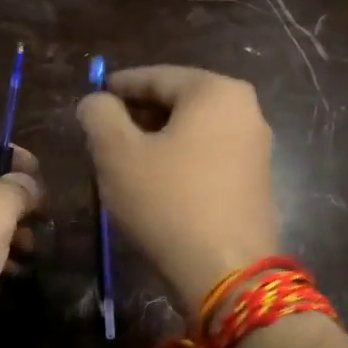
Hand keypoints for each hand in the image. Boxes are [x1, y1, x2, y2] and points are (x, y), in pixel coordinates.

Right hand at [78, 65, 279, 306]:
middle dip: (137, 115)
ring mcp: (255, 148)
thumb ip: (99, 116)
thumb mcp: (117, 154)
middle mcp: (245, 110)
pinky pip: (207, 157)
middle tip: (102, 132)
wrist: (225, 271)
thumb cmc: (168, 201)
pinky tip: (154, 183)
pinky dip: (178, 161)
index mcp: (215, 92)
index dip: (119, 86)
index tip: (93, 96)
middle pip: (178, 102)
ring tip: (122, 160)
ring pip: (192, 132)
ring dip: (156, 140)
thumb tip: (95, 102)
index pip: (156, 77)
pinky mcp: (254, 182)